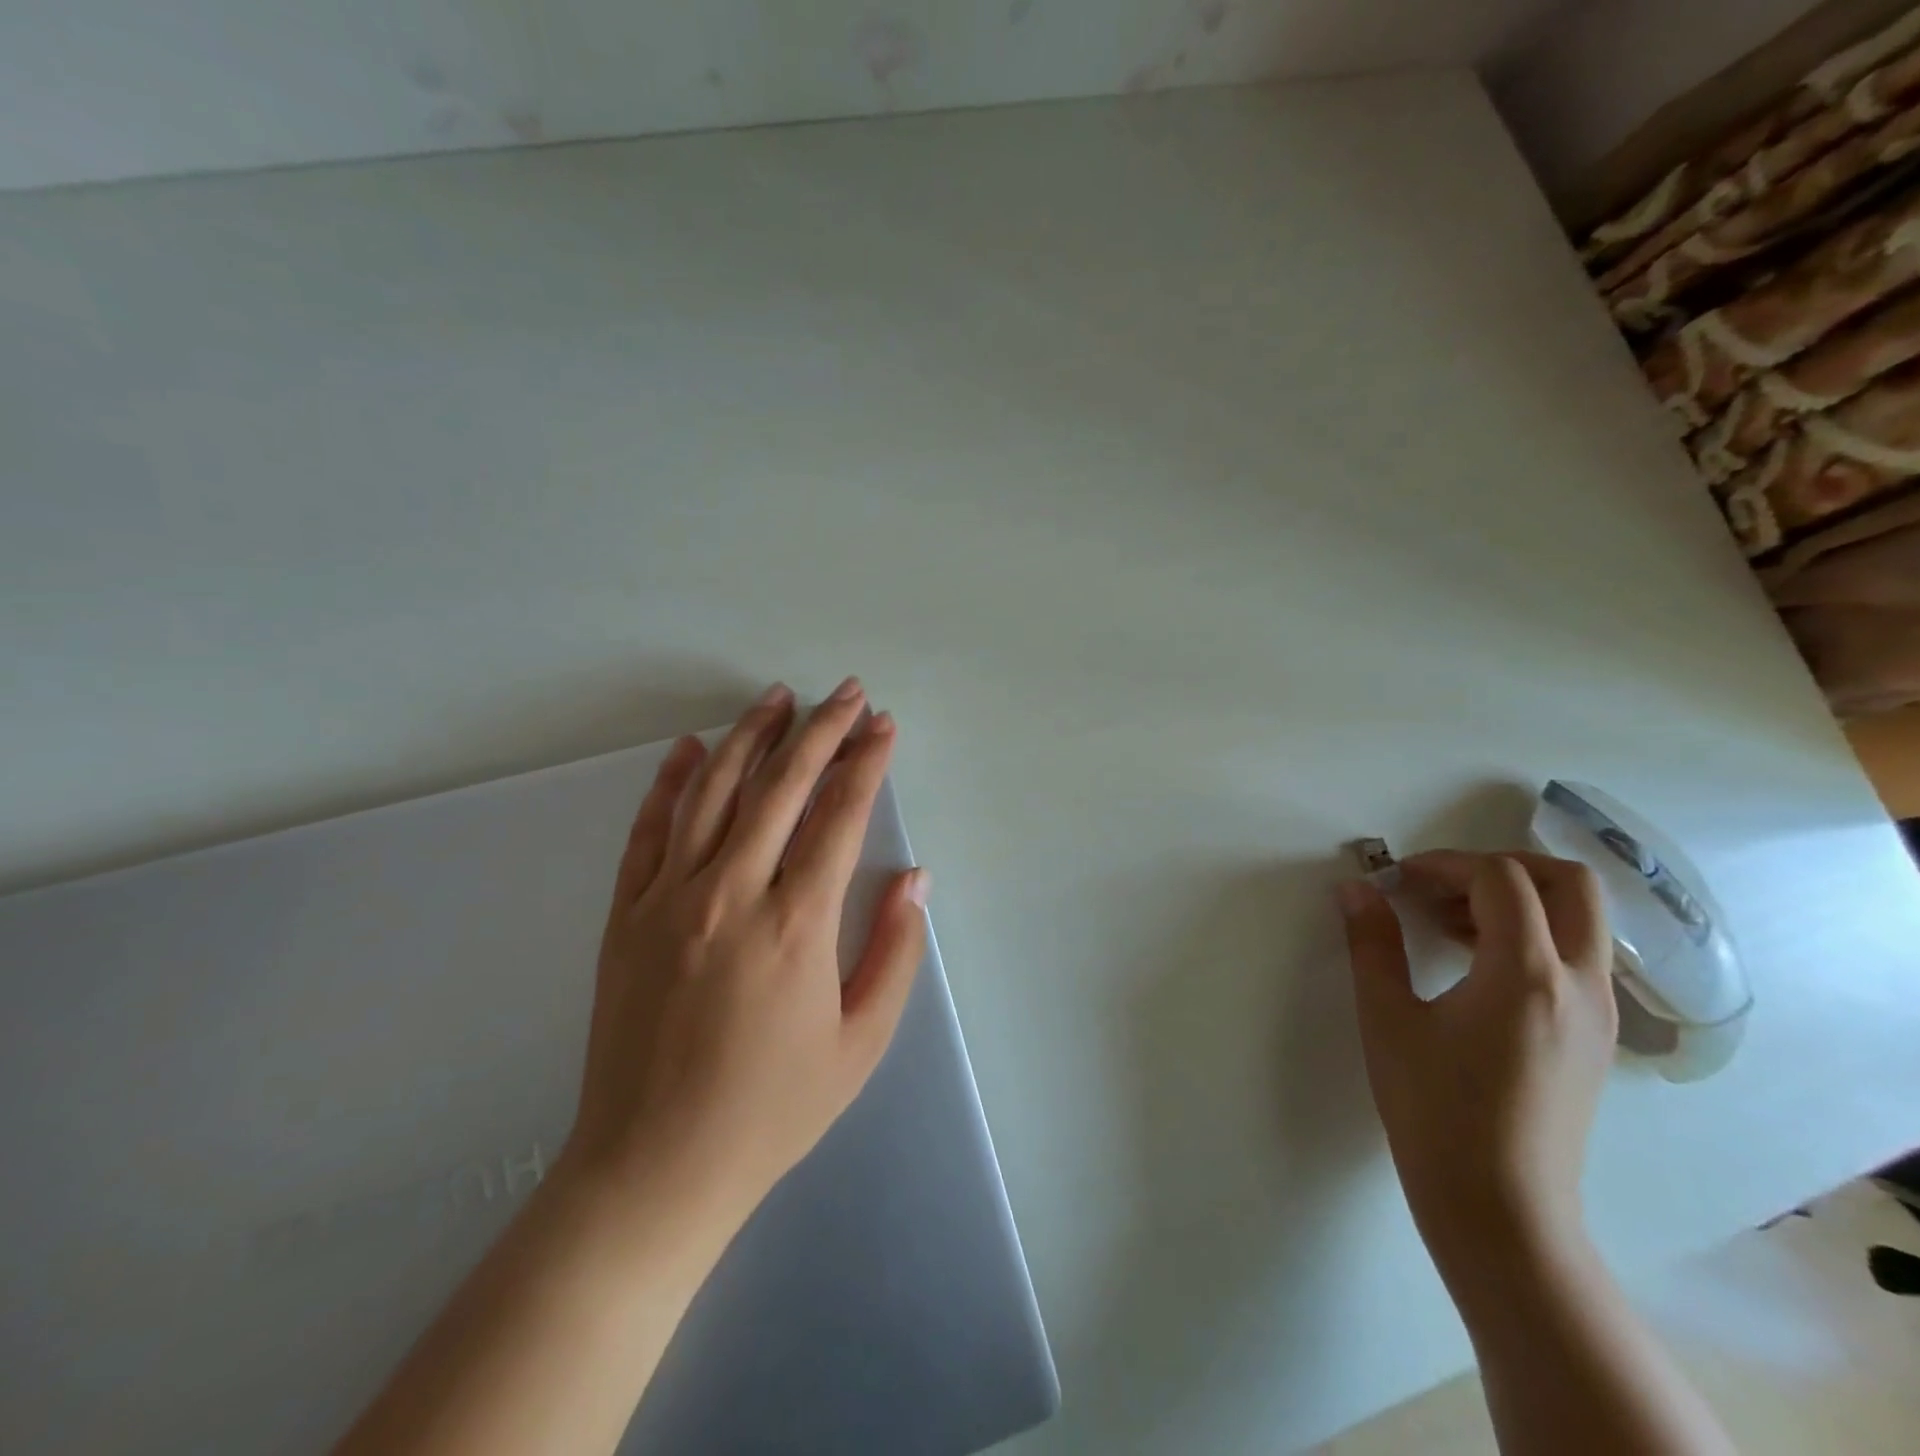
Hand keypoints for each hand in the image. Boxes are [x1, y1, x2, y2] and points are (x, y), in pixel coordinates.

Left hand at [563, 678, 929, 1232]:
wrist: (654, 1166)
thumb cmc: (772, 1109)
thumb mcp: (860, 1043)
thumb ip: (894, 952)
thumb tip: (916, 877)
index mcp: (796, 924)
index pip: (840, 815)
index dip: (867, 762)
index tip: (883, 725)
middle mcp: (732, 893)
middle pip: (781, 786)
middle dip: (820, 730)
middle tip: (845, 692)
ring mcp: (670, 899)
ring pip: (712, 791)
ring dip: (749, 737)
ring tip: (777, 698)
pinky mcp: (626, 914)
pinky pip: (649, 831)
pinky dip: (670, 782)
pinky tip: (687, 748)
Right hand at [1337, 851, 1617, 1279]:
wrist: (1500, 1206)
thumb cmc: (1435, 1109)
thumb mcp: (1388, 1018)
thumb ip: (1373, 943)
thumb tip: (1356, 888)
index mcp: (1526, 974)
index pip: (1501, 879)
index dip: (1443, 865)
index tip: (1397, 881)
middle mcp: (1581, 983)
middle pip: (1569, 883)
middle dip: (1500, 866)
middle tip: (1439, 887)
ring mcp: (1601, 1013)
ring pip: (1581, 919)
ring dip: (1518, 901)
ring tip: (1448, 927)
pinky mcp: (1597, 1038)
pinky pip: (1578, 957)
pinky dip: (1532, 936)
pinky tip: (1477, 967)